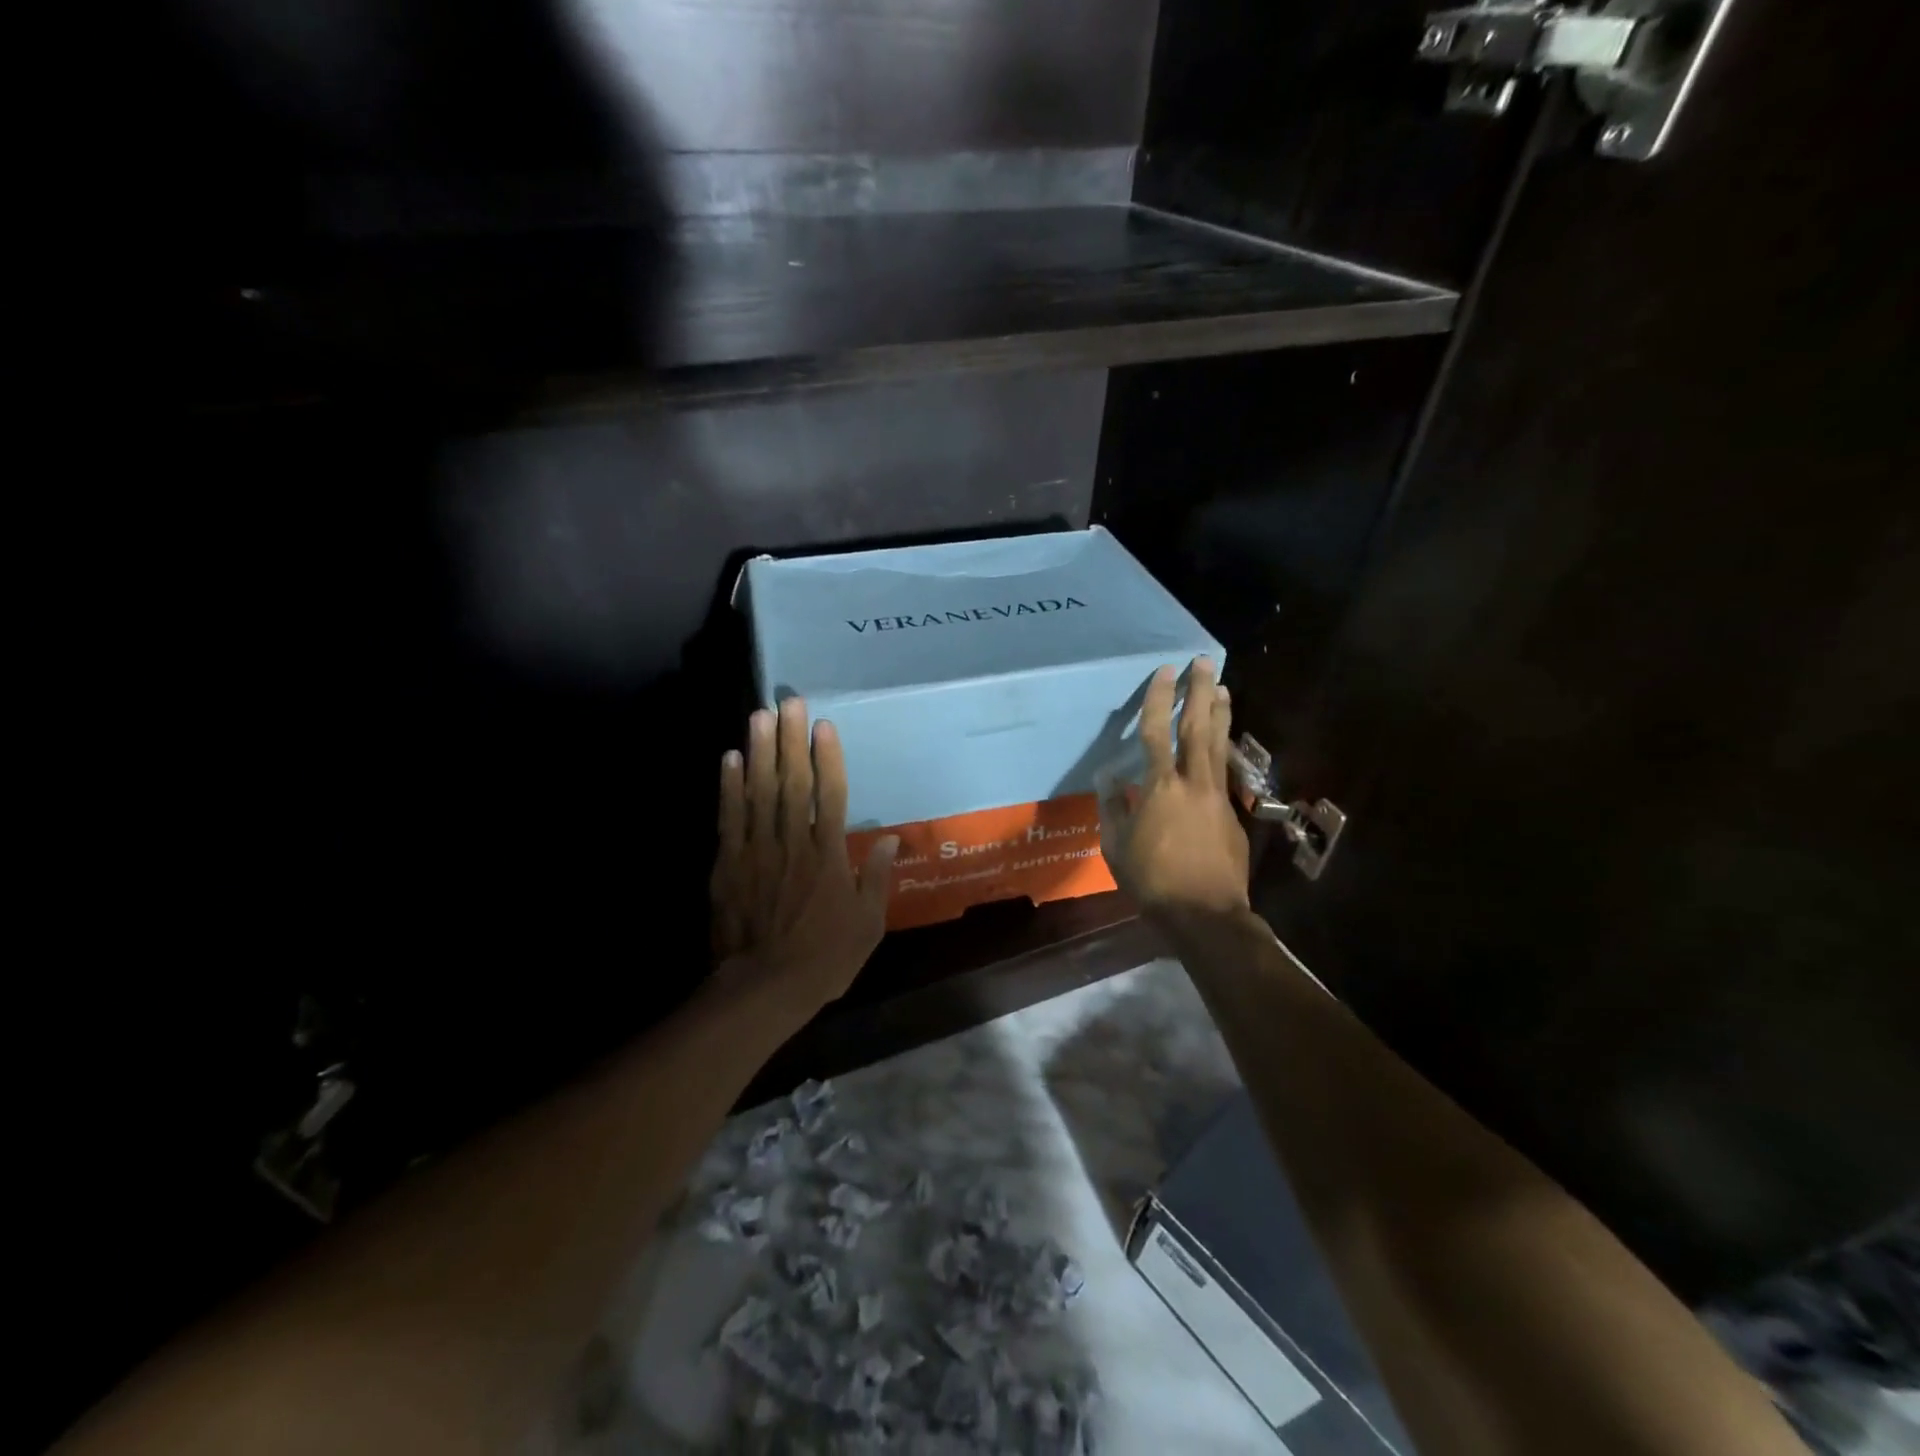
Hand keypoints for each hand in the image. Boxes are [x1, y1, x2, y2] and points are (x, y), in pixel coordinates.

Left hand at [709, 697, 898, 1016]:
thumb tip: (890, 840)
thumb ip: (875, 878)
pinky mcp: (728, 864)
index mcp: (828, 856)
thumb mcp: (867, 924)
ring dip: (760, 751)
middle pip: (792, 783)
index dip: (829, 758)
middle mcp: (793, 843)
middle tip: (790, 701)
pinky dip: (729, 787)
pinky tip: (731, 758)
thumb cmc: (824, 959)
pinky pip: (729, 818)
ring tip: (760, 715)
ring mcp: (756, 851)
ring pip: (759, 792)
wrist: (763, 988)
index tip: (825, 726)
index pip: (831, 795)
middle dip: (792, 739)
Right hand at [1099, 658, 1250, 919]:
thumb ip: (1113, 807)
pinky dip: (1222, 750)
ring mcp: (1217, 797)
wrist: (1205, 914)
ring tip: (1222, 688)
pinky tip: (1221, 744)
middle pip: (1198, 728)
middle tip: (1204, 663)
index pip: (1158, 732)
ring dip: (1220, 714)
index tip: (1164, 671)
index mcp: (1161, 789)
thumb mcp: (1116, 847)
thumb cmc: (1152, 881)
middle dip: (1200, 692)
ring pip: (1219, 746)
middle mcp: (1193, 784)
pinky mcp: (1232, 814)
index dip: (1160, 699)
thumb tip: (1110, 777)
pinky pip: (1223, 772)